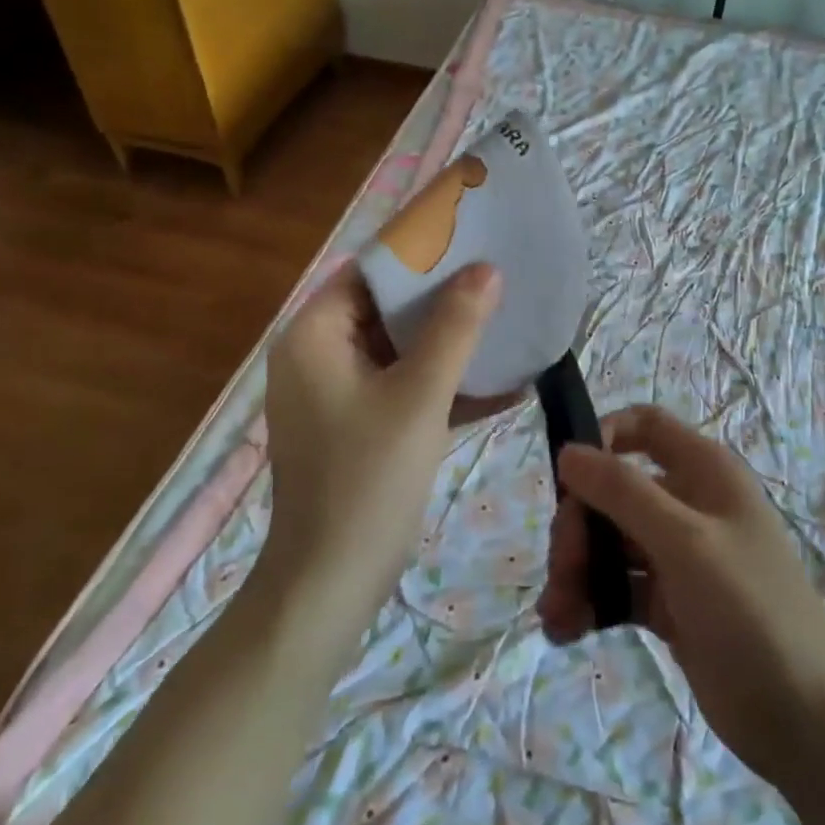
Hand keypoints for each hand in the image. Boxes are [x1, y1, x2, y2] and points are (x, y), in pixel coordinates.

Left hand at [262, 260, 501, 608]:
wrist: (331, 584)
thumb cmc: (367, 479)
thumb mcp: (419, 396)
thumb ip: (455, 328)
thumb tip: (487, 269)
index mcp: (315, 336)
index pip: (368, 271)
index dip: (419, 252)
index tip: (471, 239)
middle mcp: (320, 356)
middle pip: (387, 308)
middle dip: (445, 297)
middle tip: (500, 277)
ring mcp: (340, 394)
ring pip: (402, 350)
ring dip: (452, 343)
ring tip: (509, 322)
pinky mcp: (361, 427)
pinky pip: (406, 389)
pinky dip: (446, 386)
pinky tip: (506, 386)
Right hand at [538, 406, 824, 783]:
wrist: (806, 720)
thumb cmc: (751, 610)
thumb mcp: (686, 542)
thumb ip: (624, 492)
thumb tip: (568, 451)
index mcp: (704, 471)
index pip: (644, 426)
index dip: (602, 438)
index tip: (568, 478)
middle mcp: (689, 504)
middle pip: (614, 491)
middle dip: (580, 526)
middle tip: (564, 570)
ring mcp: (678, 556)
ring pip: (610, 543)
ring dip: (577, 571)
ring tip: (557, 615)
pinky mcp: (669, 604)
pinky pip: (617, 587)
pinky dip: (590, 602)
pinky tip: (566, 630)